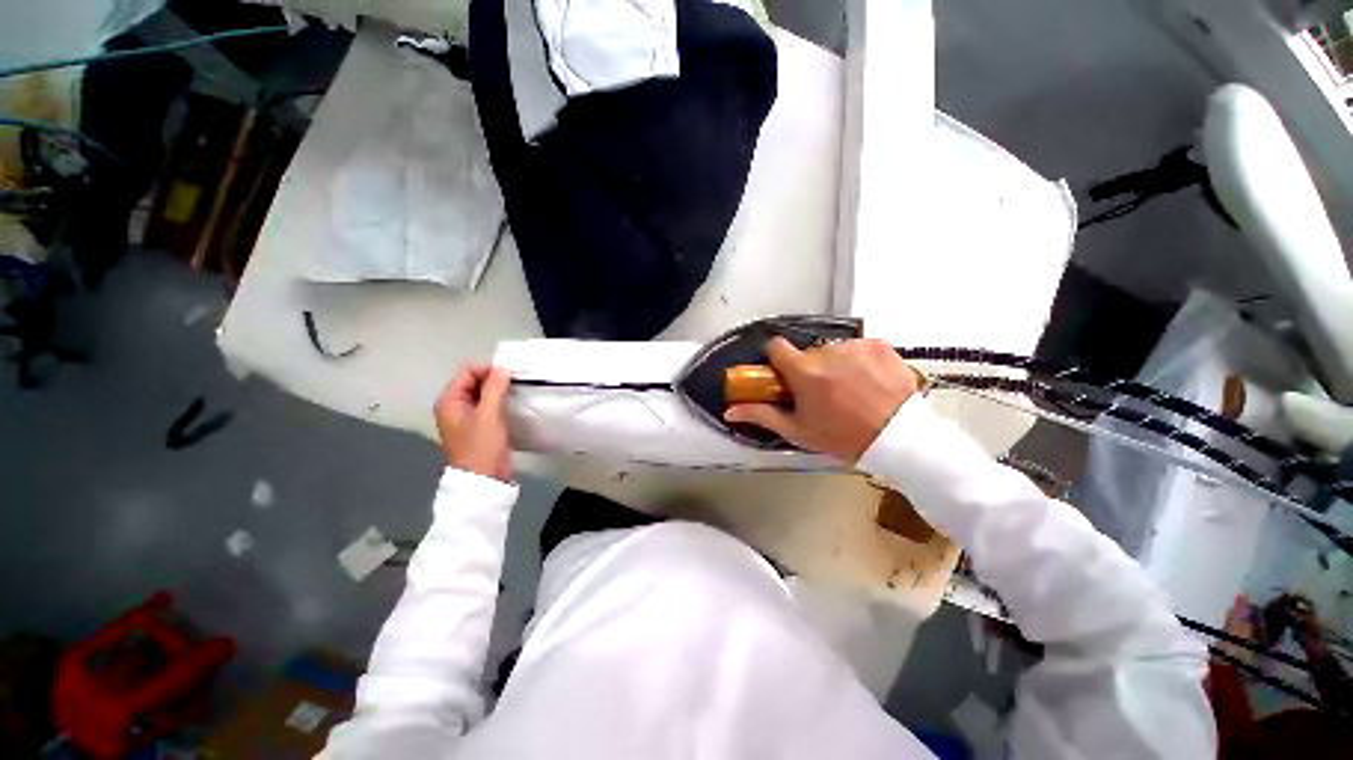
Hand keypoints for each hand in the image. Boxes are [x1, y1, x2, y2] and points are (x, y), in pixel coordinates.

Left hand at [435, 364, 512, 482]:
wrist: (485, 479)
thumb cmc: (481, 445)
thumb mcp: (488, 414)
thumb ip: (494, 388)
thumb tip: (503, 367)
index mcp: (450, 400)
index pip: (467, 372)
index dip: (488, 370)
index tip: (510, 376)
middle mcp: (455, 406)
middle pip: (475, 381)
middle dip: (495, 379)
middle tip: (517, 384)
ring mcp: (468, 416)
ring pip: (485, 393)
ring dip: (500, 391)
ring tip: (518, 392)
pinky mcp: (481, 426)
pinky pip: (490, 406)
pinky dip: (501, 402)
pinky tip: (514, 404)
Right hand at [724, 337, 919, 460]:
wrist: (899, 440)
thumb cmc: (843, 437)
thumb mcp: (797, 430)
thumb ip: (761, 414)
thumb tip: (730, 410)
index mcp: (804, 371)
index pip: (775, 346)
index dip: (776, 358)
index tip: (783, 372)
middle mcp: (828, 352)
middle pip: (806, 352)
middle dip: (809, 368)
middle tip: (822, 392)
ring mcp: (856, 346)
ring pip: (833, 350)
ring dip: (835, 364)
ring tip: (850, 389)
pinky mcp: (880, 345)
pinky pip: (859, 347)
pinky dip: (860, 360)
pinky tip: (868, 381)